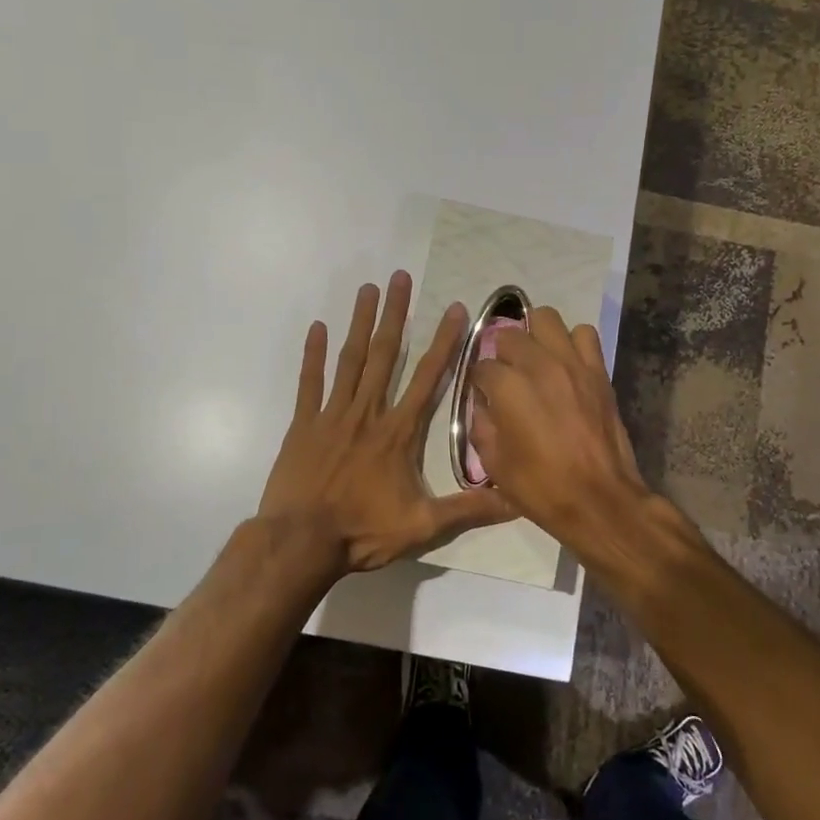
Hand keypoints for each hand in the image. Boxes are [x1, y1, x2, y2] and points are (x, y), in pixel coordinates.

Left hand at [259, 271, 515, 572]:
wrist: (300, 543)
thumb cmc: (363, 532)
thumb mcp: (423, 526)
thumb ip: (469, 509)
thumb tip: (518, 500)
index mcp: (398, 432)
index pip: (427, 377)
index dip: (444, 342)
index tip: (454, 309)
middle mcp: (368, 413)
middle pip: (385, 354)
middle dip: (396, 313)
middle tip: (400, 276)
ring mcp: (332, 415)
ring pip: (350, 359)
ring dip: (360, 323)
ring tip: (368, 289)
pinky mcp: (303, 425)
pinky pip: (309, 382)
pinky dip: (313, 355)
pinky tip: (317, 327)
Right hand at [467, 307, 651, 543]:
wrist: (598, 499)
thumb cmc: (540, 487)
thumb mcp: (494, 463)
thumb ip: (481, 424)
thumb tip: (483, 404)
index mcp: (507, 387)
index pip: (481, 365)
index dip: (478, 381)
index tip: (482, 395)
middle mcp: (537, 364)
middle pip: (509, 334)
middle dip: (501, 352)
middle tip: (506, 374)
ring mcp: (571, 363)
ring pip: (546, 318)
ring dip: (535, 335)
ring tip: (535, 357)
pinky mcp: (597, 370)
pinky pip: (584, 334)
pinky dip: (571, 341)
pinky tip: (566, 363)